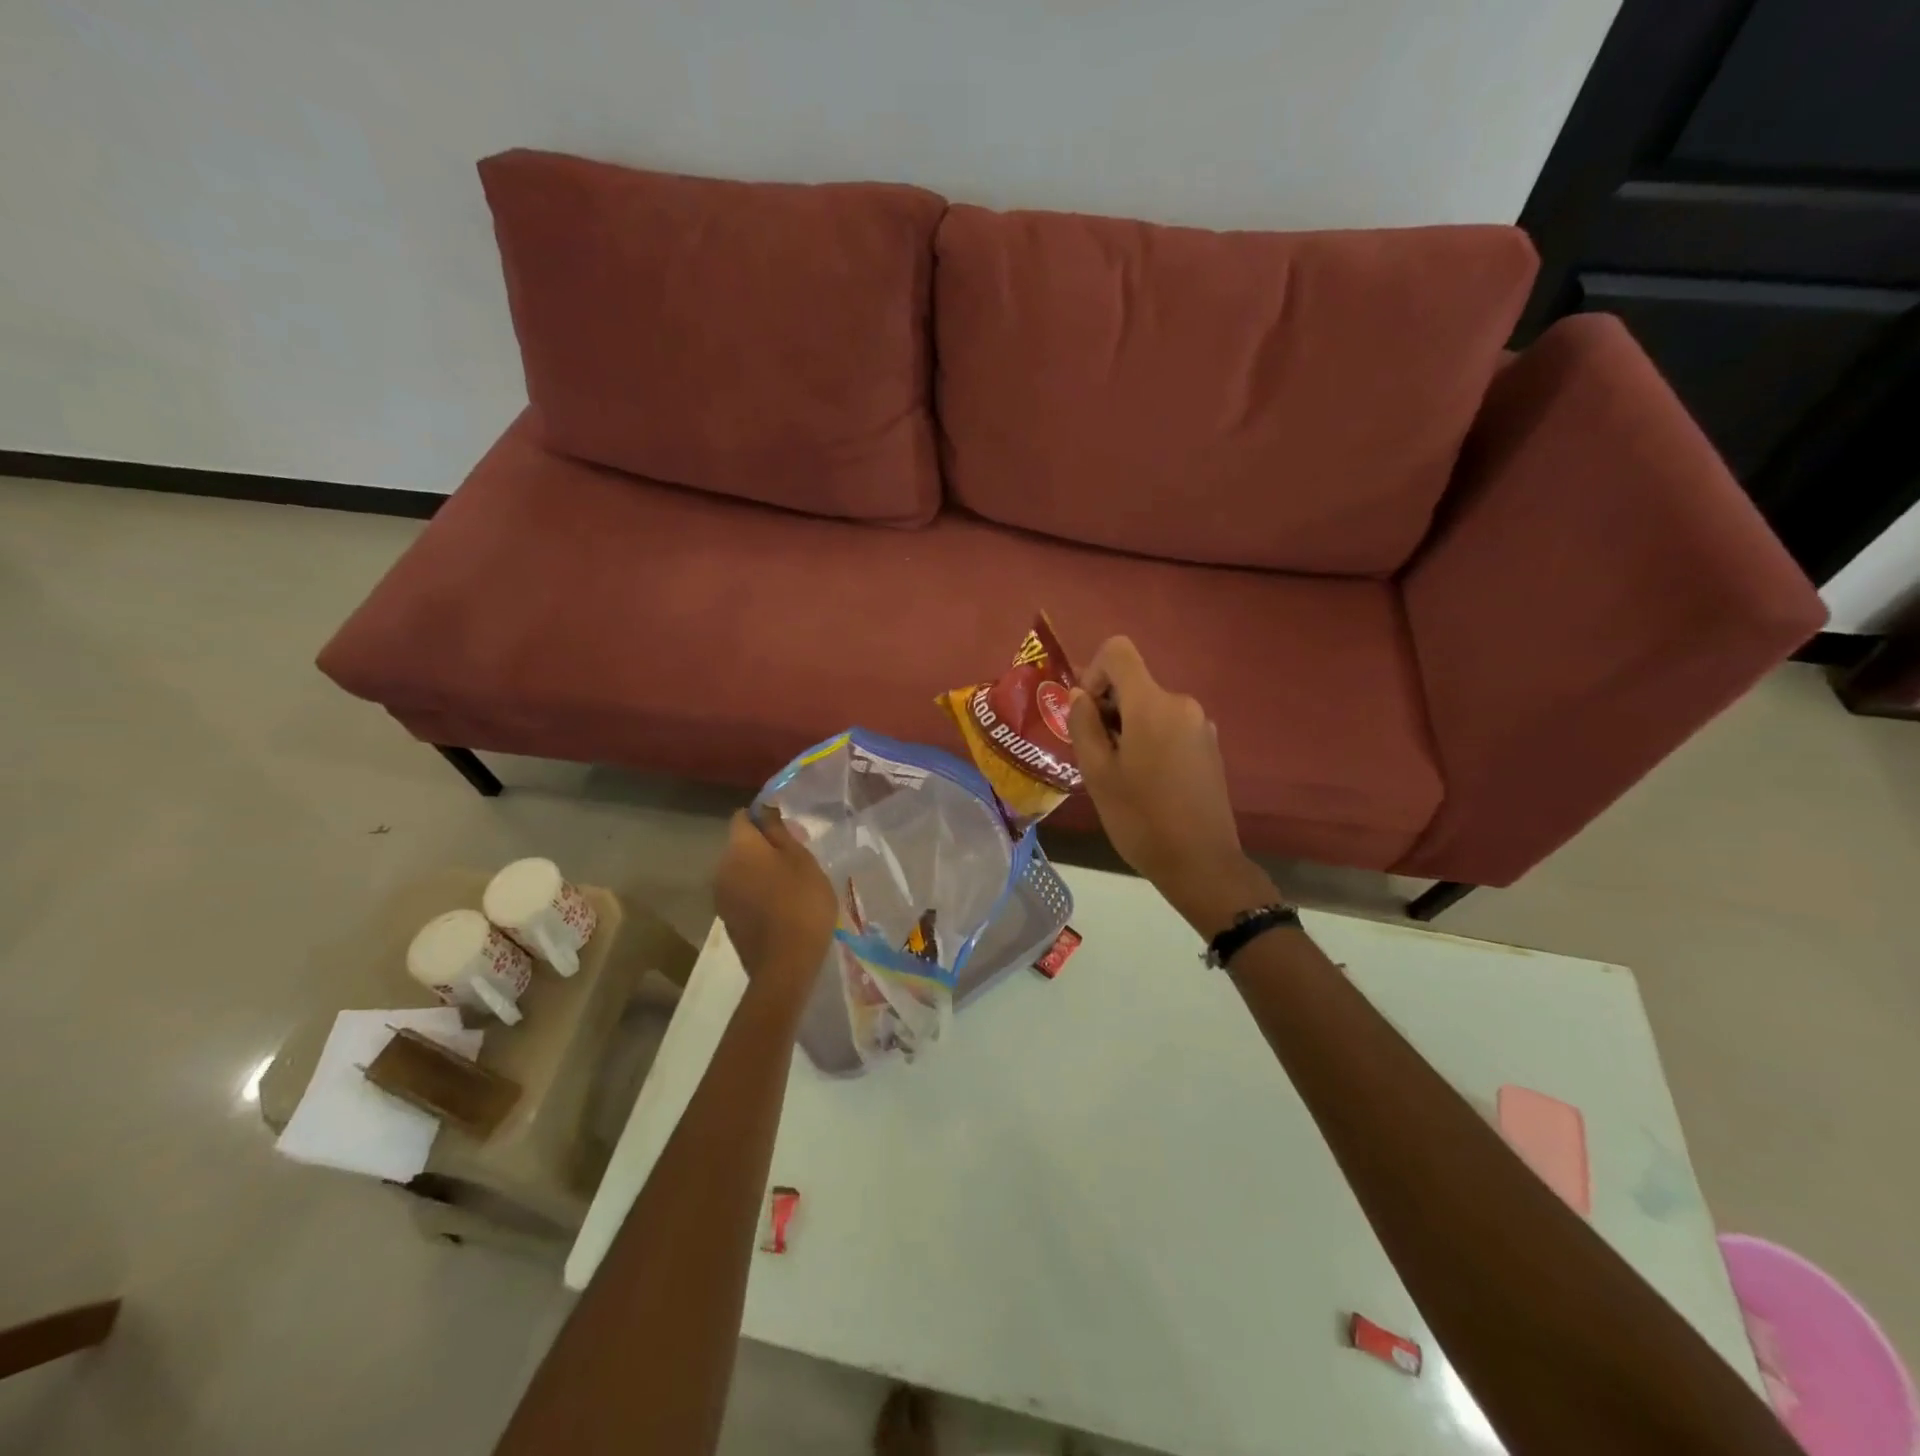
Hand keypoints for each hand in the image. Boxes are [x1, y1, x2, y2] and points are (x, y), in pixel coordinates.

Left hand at [715, 807, 837, 999]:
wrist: (785, 965)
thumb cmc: (801, 902)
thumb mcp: (801, 859)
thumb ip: (780, 831)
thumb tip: (765, 810)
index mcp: (740, 848)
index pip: (742, 817)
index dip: (763, 817)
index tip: (789, 828)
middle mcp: (722, 867)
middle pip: (741, 845)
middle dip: (764, 846)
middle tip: (798, 857)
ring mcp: (721, 897)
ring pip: (741, 871)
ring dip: (761, 871)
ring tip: (792, 883)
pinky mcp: (728, 920)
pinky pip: (742, 894)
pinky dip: (758, 892)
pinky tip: (781, 906)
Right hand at [1068, 637, 1277, 935]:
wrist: (1201, 863)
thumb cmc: (1140, 818)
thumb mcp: (1097, 773)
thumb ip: (1083, 725)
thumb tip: (1080, 697)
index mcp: (1153, 704)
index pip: (1118, 651)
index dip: (1093, 672)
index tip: (1086, 713)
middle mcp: (1182, 704)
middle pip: (1134, 683)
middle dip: (1107, 707)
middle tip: (1094, 753)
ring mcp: (1201, 725)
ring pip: (1150, 707)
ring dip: (1127, 727)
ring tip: (1118, 773)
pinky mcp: (1209, 746)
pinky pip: (1169, 726)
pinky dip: (1149, 739)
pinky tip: (1145, 781)